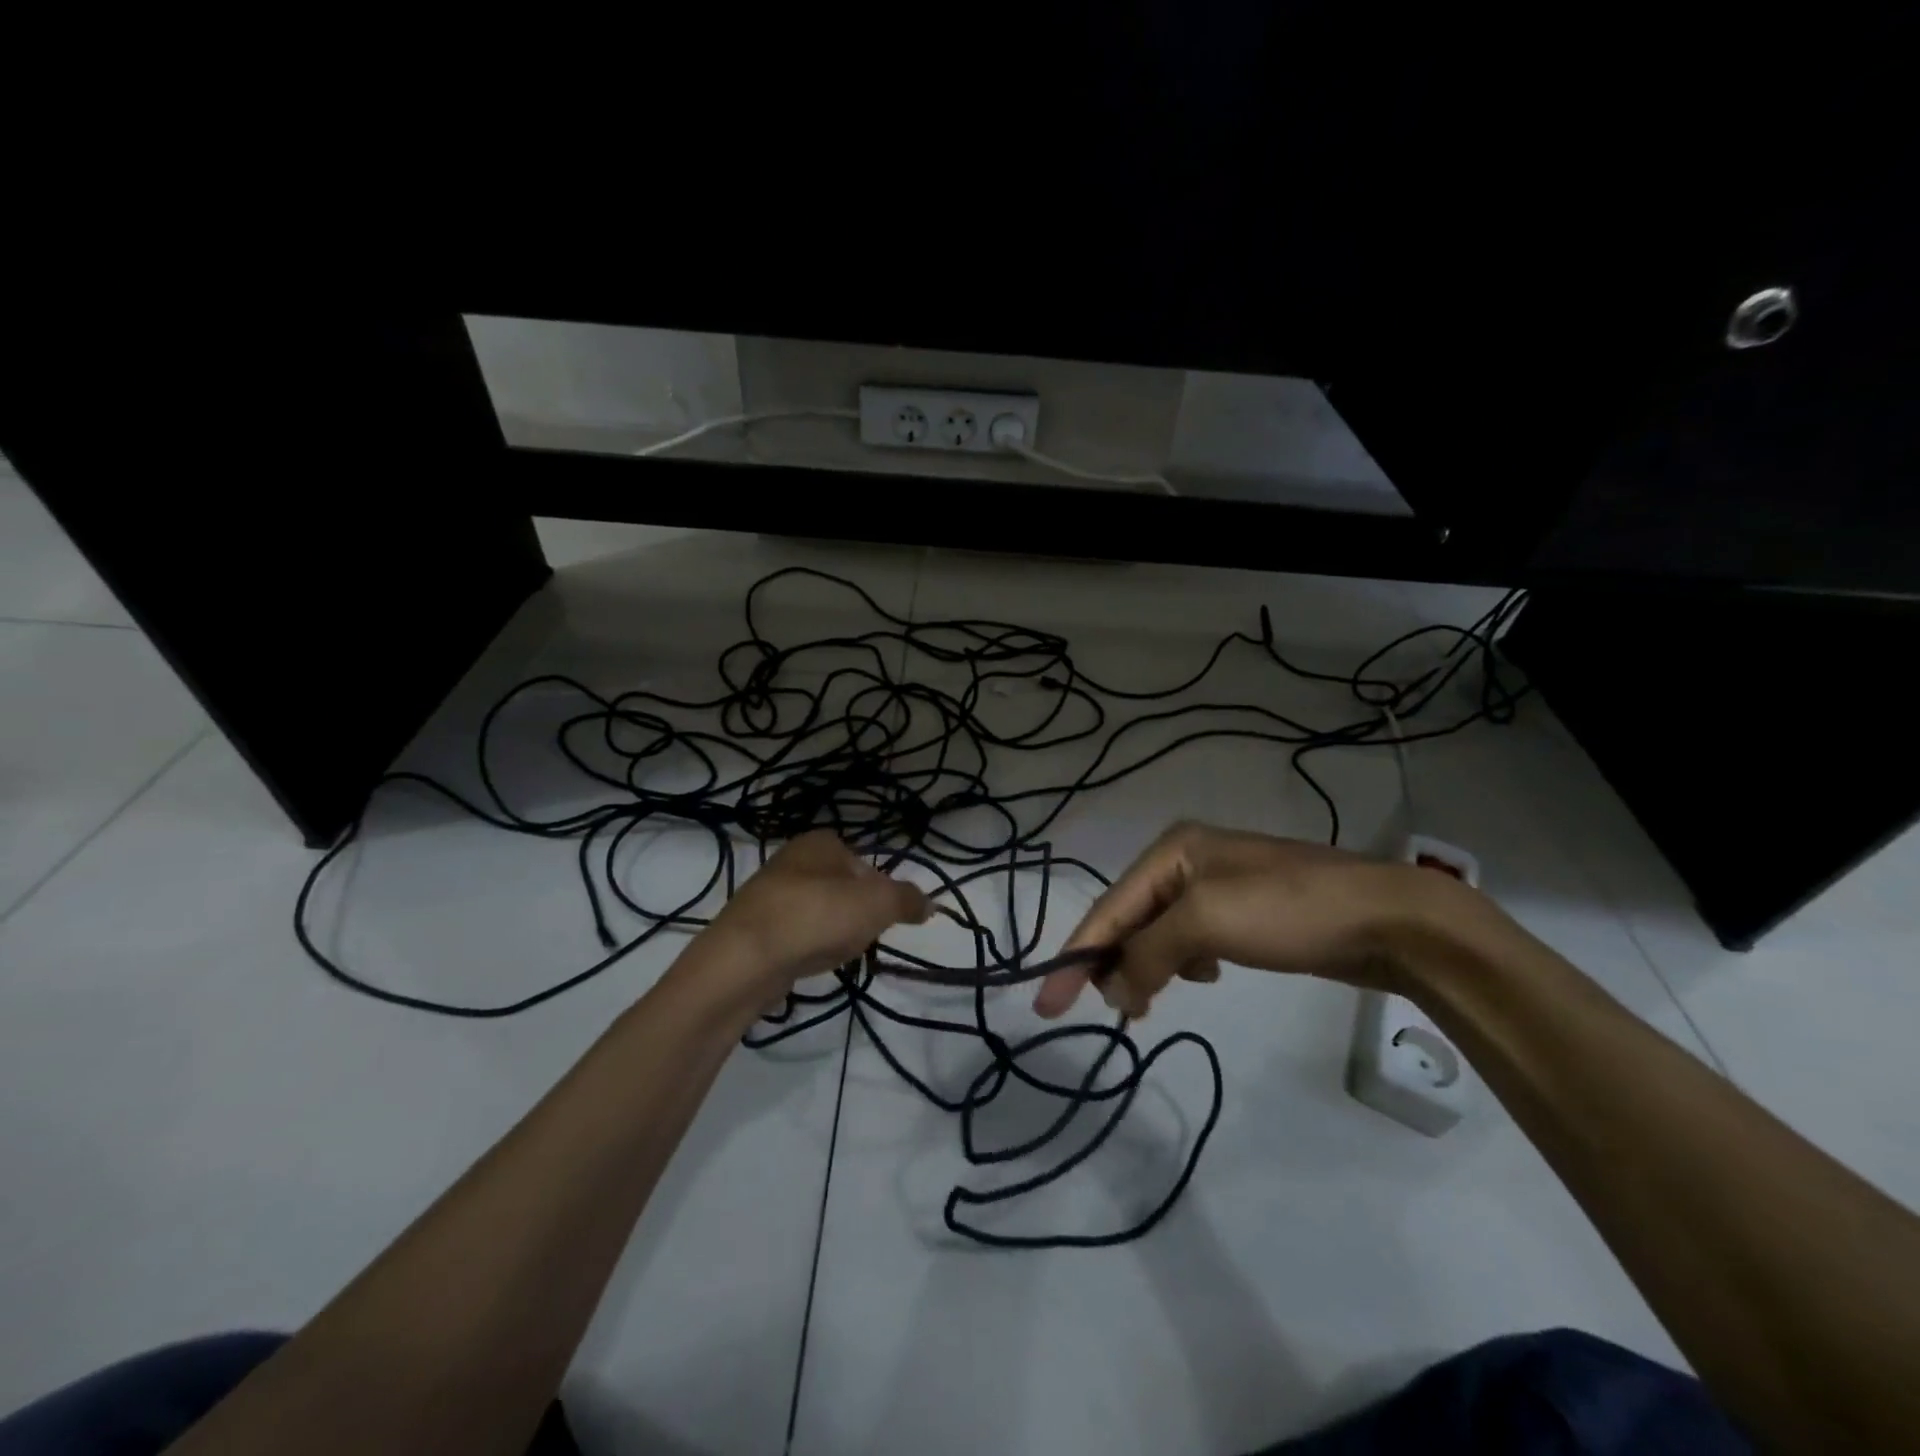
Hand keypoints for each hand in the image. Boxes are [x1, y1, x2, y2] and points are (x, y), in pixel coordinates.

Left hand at [701, 831, 928, 999]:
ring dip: (830, 931)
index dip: (880, 890)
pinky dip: (805, 946)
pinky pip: (793, 934)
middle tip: (861, 937)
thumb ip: (907, 900)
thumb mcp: (878, 904)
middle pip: (841, 887)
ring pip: (817, 911)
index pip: (864, 861)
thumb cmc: (817, 917)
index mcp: (819, 842)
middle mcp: (791, 859)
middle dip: (855, 912)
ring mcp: (767, 893)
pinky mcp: (752, 927)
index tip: (883, 917)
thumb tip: (930, 903)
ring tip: (833, 953)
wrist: (744, 960)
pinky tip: (807, 962)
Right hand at [1035, 821, 1464, 1018]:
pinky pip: (1190, 942)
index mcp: (1171, 850)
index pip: (1109, 908)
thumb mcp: (1205, 921)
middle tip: (1117, 1011)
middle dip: (1115, 964)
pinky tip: (1204, 977)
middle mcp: (1186, 862)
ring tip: (1152, 1000)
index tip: (1044, 1005)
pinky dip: (1184, 965)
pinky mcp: (1242, 914)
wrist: (1387, 919)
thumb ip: (1148, 953)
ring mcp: (1217, 888)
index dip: (1075, 956)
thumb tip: (1115, 990)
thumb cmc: (1287, 909)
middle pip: (1130, 920)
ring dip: (1149, 968)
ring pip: (1158, 935)